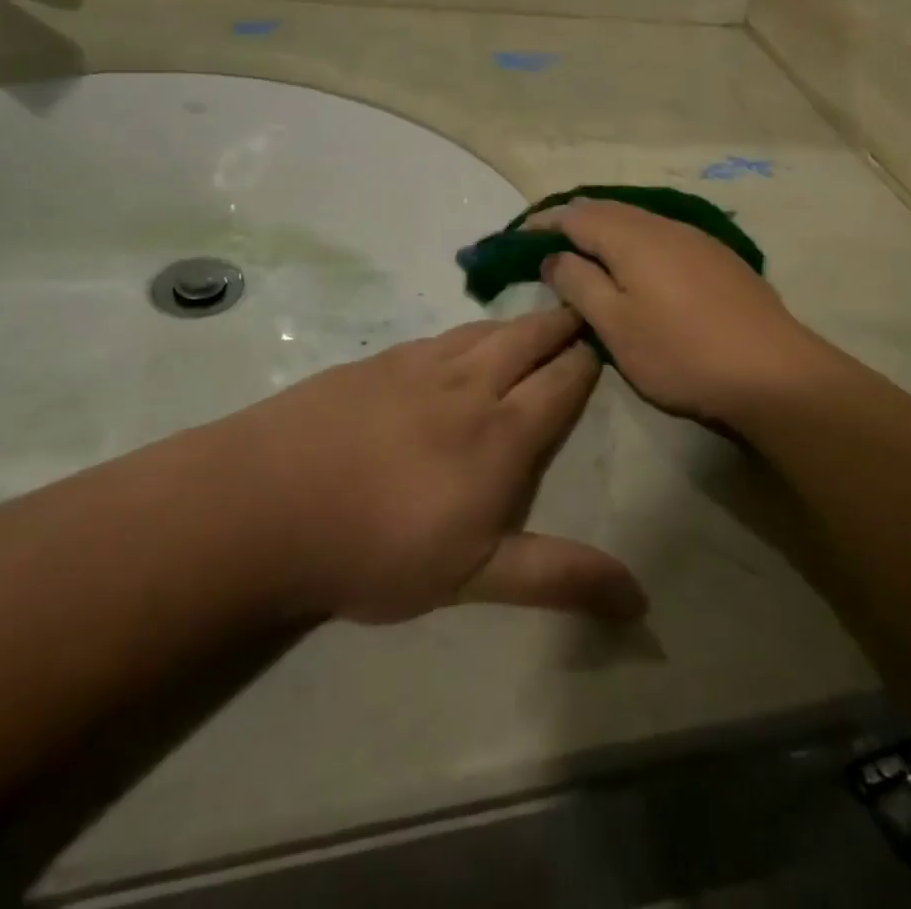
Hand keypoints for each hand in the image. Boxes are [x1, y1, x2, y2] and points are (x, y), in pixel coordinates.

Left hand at [220, 308, 646, 625]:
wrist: (270, 503)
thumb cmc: (379, 549)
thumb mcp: (475, 577)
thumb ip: (558, 577)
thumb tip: (641, 599)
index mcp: (501, 433)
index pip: (559, 383)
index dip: (584, 363)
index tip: (602, 347)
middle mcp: (468, 385)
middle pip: (526, 339)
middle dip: (558, 325)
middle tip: (577, 312)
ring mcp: (419, 366)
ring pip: (483, 331)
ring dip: (515, 323)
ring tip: (531, 319)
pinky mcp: (378, 362)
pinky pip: (439, 337)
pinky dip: (467, 332)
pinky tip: (459, 340)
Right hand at [530, 200, 830, 426]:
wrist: (774, 374)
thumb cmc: (680, 352)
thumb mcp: (614, 325)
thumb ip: (578, 283)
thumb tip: (554, 257)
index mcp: (632, 237)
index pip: (575, 215)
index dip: (544, 224)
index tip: (518, 238)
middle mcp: (664, 226)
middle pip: (608, 211)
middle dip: (574, 223)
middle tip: (547, 245)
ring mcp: (697, 240)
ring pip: (639, 223)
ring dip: (607, 233)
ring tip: (587, 256)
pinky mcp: (719, 260)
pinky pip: (663, 238)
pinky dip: (637, 245)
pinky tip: (639, 270)